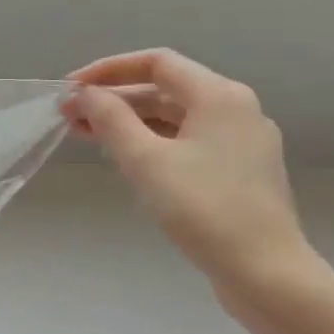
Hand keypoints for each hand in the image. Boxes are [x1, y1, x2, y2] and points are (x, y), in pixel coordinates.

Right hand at [63, 49, 315, 292]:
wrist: (264, 271)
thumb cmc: (203, 209)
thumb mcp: (145, 160)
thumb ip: (111, 120)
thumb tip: (86, 95)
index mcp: (219, 96)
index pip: (157, 63)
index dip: (108, 70)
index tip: (71, 88)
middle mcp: (235, 109)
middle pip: (165, 89)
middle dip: (114, 99)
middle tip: (69, 116)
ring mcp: (241, 142)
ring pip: (174, 117)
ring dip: (128, 121)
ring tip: (85, 135)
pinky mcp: (238, 170)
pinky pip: (186, 141)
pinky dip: (151, 141)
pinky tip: (125, 158)